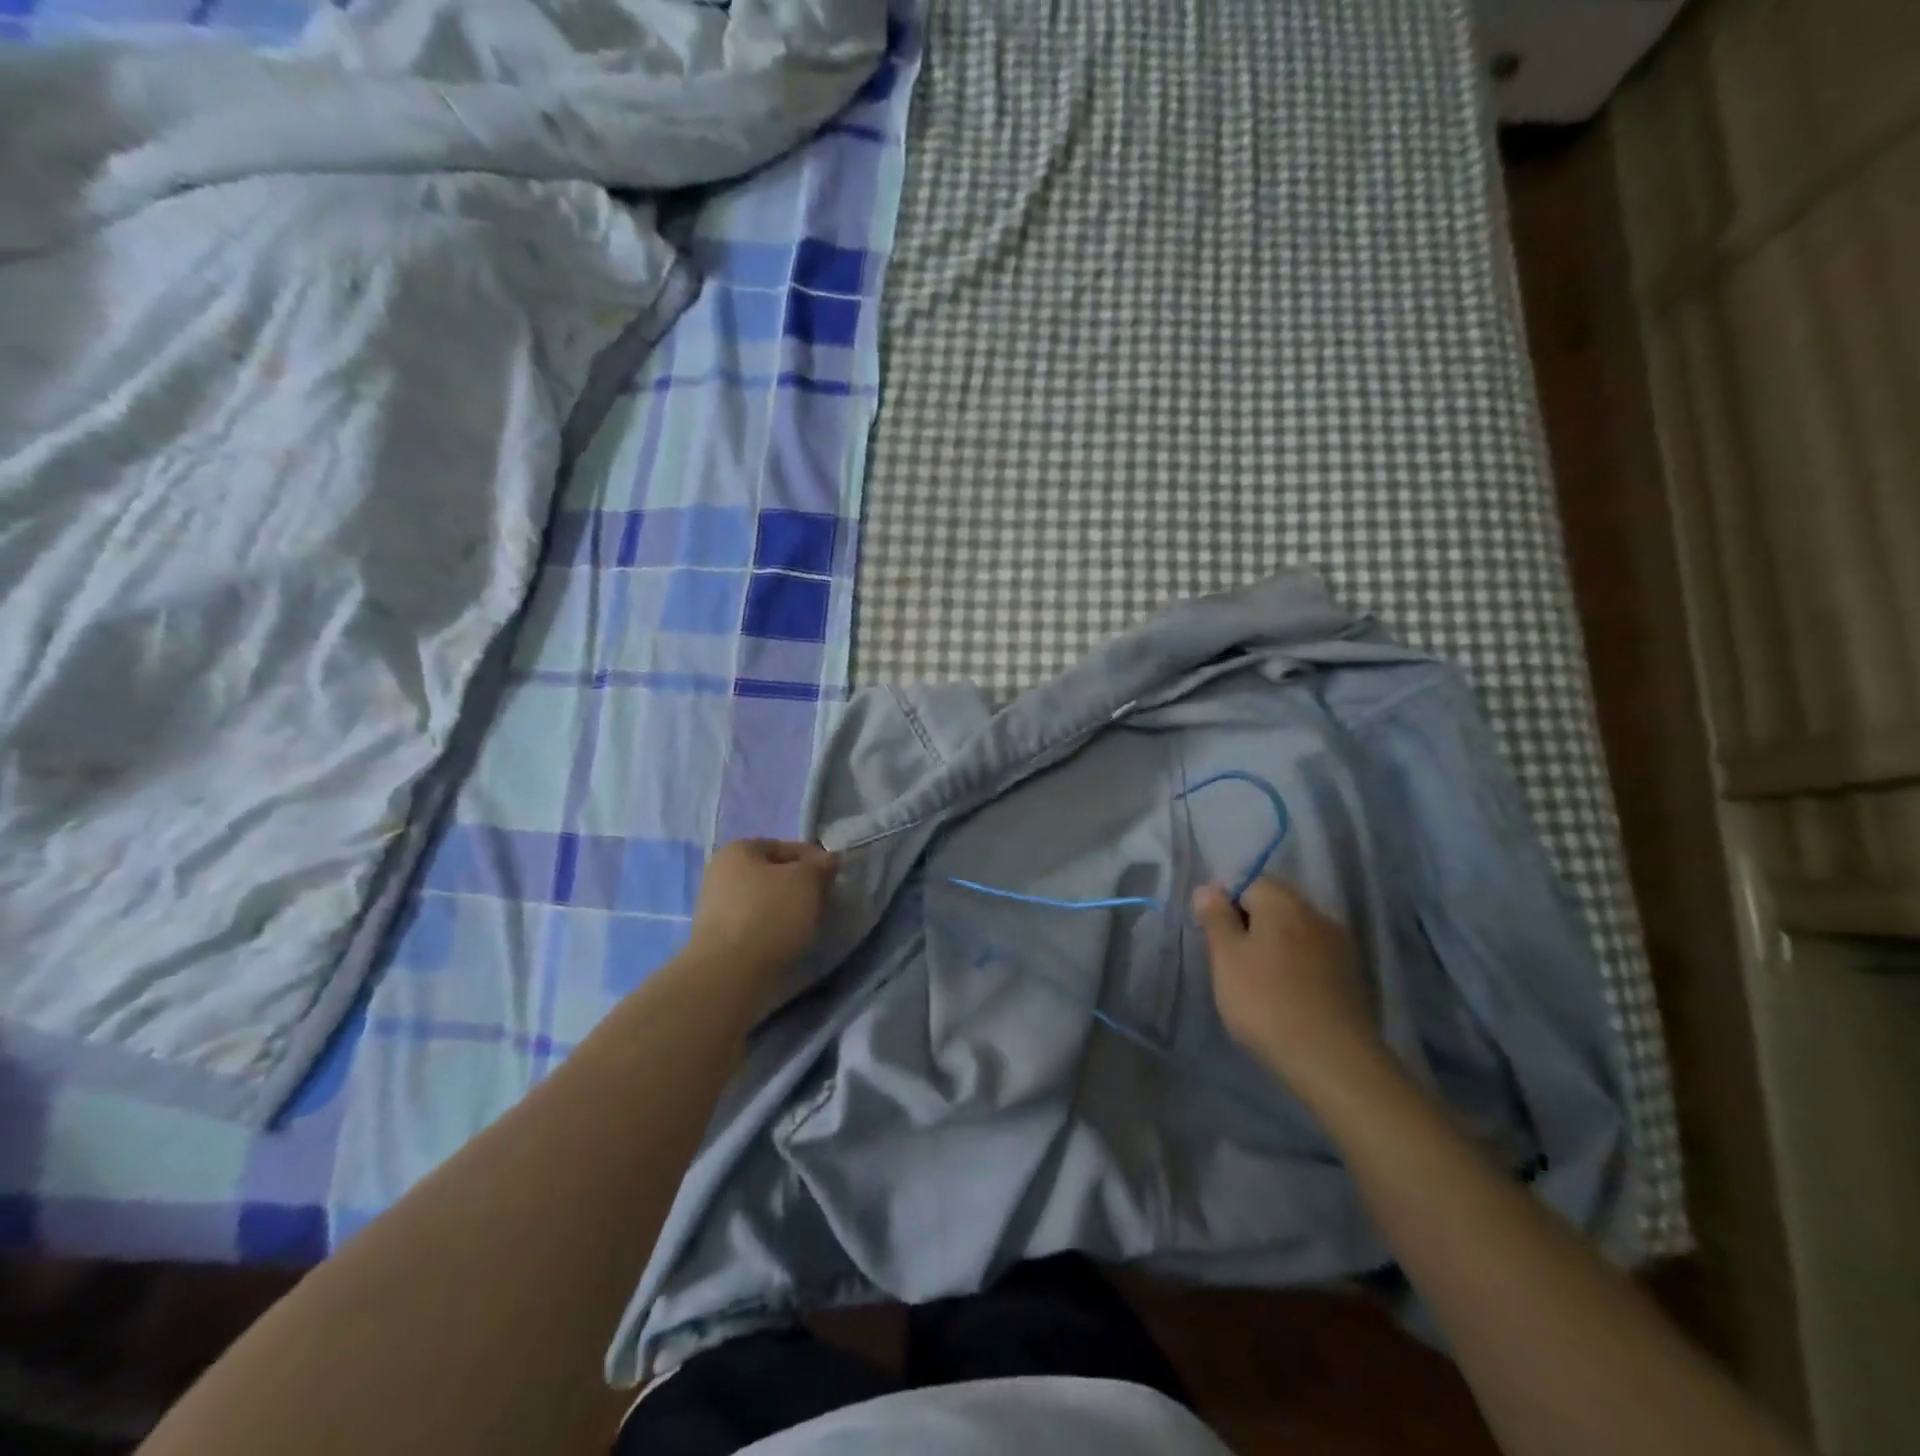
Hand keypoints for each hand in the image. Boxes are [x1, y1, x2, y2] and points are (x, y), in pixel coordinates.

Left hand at [688, 839, 839, 972]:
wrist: (729, 973)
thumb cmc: (770, 914)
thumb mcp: (807, 881)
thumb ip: (821, 866)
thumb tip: (828, 861)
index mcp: (738, 850)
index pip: (787, 847)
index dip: (815, 860)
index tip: (834, 878)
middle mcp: (721, 873)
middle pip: (774, 874)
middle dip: (800, 886)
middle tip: (824, 902)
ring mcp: (715, 907)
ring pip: (765, 901)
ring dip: (788, 909)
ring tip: (808, 925)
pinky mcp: (717, 938)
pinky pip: (755, 924)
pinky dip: (773, 929)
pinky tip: (787, 941)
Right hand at [1191, 878, 1380, 1092]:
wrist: (1332, 1059)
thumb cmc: (1266, 1001)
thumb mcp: (1226, 957)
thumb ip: (1216, 918)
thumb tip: (1208, 889)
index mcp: (1283, 902)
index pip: (1248, 883)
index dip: (1224, 905)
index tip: (1213, 938)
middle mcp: (1316, 914)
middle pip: (1273, 906)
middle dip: (1249, 926)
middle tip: (1229, 963)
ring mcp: (1339, 946)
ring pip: (1294, 933)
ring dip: (1273, 948)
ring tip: (1255, 983)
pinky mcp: (1351, 977)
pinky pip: (1312, 958)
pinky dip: (1294, 968)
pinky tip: (1284, 996)